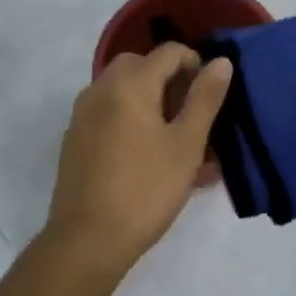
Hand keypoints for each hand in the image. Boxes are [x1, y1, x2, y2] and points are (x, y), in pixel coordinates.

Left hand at [45, 43, 231, 278]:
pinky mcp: (74, 138)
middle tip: (189, 115)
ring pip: (122, 88)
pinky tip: (145, 155)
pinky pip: (108, 111)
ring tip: (171, 138)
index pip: (169, 52)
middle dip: (169, 80)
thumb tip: (221, 61)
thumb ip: (205, 98)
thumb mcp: (186, 145)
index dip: (195, 64)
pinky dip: (128, 117)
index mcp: (131, 83)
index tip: (208, 97)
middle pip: (142, 65)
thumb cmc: (145, 190)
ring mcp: (83, 113)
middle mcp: (102, 87)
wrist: (85, 243)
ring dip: (148, 99)